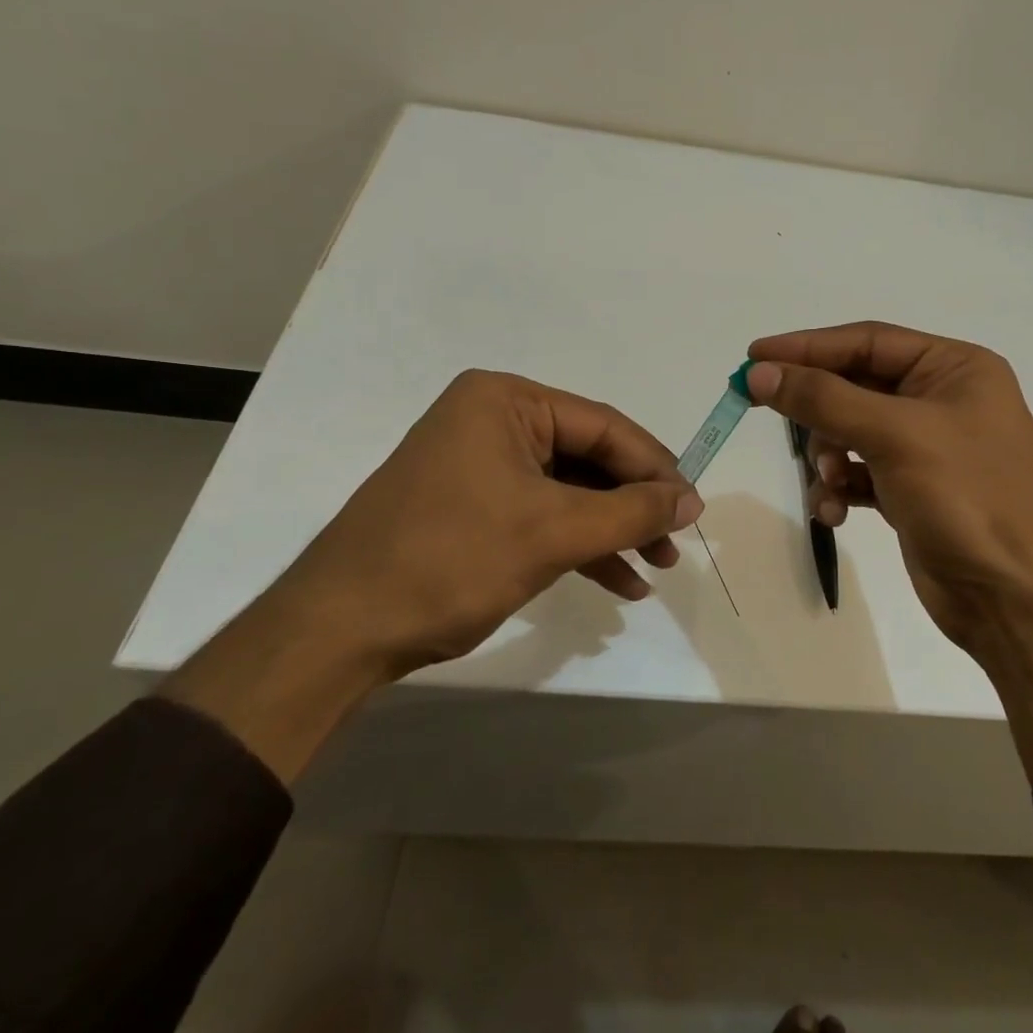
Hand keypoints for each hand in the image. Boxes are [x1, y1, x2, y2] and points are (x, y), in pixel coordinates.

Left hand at [270, 369, 703, 676]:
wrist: (338, 632)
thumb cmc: (450, 560)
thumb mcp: (553, 532)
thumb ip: (631, 511)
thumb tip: (693, 499)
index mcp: (505, 401)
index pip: (603, 427)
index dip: (655, 468)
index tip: (693, 510)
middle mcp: (492, 421)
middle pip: (588, 458)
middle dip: (633, 506)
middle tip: (673, 545)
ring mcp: (479, 465)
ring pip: (568, 492)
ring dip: (611, 531)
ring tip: (654, 568)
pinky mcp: (471, 506)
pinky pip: (540, 515)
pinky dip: (578, 546)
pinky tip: (616, 583)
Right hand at [744, 322, 1032, 655]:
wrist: (1017, 599)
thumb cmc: (968, 498)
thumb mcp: (895, 436)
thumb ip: (824, 398)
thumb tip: (760, 372)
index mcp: (955, 368)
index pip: (867, 341)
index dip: (807, 347)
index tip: (754, 356)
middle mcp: (943, 400)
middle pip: (857, 385)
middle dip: (817, 407)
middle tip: (762, 408)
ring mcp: (928, 448)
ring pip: (852, 431)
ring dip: (827, 454)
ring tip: (825, 481)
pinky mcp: (914, 490)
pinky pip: (860, 473)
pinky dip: (840, 487)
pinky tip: (833, 512)